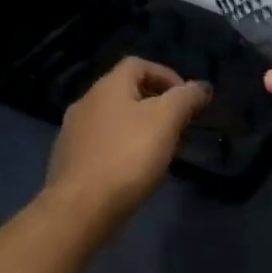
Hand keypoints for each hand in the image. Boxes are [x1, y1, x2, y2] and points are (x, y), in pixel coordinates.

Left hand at [45, 57, 211, 223]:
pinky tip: (134, 170)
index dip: (167, 75)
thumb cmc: (128, 157)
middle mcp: (85, 103)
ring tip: (160, 150)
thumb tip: (202, 86)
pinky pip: (102, 144)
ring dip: (139, 127)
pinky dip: (122, 148)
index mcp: (107, 87)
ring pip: (114, 120)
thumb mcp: (166, 121)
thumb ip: (186, 98)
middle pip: (125, 91)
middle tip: (178, 126)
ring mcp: (73, 133)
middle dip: (156, 104)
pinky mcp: (70, 161)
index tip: (187, 100)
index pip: (138, 64)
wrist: (81, 208)